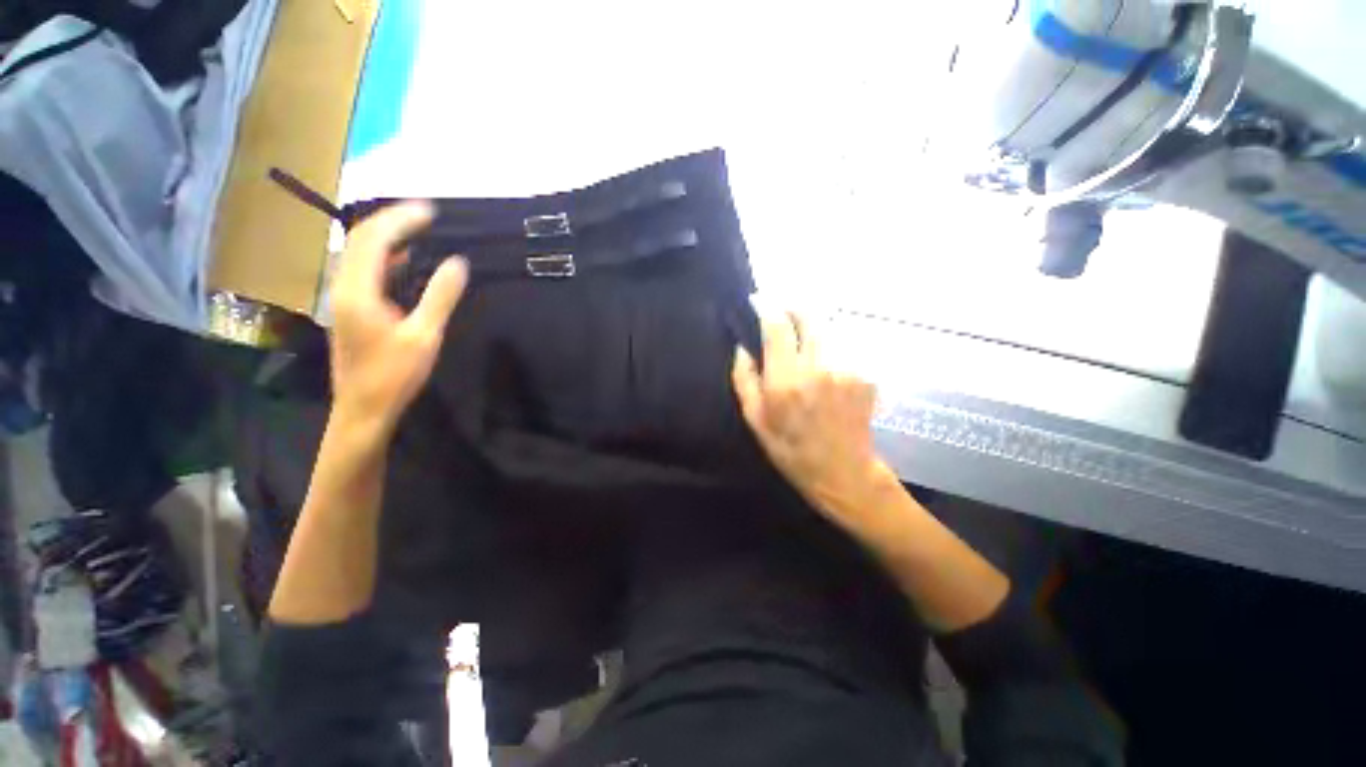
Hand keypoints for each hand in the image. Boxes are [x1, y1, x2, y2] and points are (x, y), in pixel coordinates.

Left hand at [329, 201, 467, 432]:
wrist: (363, 409)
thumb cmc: (394, 375)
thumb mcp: (424, 336)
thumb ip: (440, 297)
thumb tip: (458, 263)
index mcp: (358, 291)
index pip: (374, 239)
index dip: (400, 219)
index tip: (431, 212)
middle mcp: (343, 288)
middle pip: (360, 239)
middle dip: (391, 221)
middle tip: (425, 215)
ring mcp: (342, 298)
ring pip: (358, 253)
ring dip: (385, 236)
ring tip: (415, 229)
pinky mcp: (348, 309)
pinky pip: (362, 270)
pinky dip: (382, 257)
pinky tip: (402, 260)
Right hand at [732, 313, 896, 527]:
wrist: (843, 472)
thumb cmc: (791, 450)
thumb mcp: (755, 420)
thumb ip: (744, 380)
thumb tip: (742, 348)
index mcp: (785, 380)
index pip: (777, 326)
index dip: (767, 306)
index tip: (759, 300)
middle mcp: (818, 367)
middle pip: (809, 315)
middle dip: (794, 307)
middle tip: (783, 313)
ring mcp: (846, 369)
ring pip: (828, 328)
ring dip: (812, 327)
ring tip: (802, 338)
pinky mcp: (864, 374)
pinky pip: (843, 347)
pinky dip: (829, 347)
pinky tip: (824, 364)